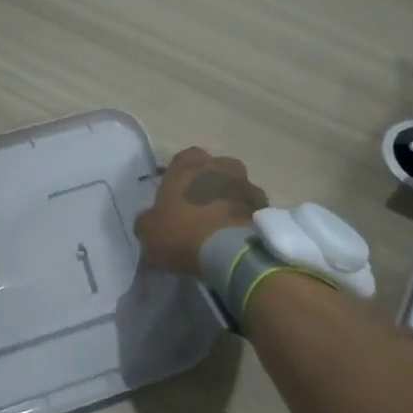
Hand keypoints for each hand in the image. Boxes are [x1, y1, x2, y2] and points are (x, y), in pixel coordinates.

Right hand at [134, 148, 267, 275]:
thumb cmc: (182, 233)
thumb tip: (151, 219)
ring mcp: (246, 185)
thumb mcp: (148, 230)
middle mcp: (220, 166)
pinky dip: (244, 217)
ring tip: (220, 225)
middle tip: (198, 208)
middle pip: (214, 169)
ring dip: (228, 200)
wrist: (230, 254)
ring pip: (235, 187)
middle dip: (208, 184)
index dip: (180, 175)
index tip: (175, 195)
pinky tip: (234, 235)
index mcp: (188, 166)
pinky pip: (251, 208)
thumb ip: (148, 219)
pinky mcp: (265, 207)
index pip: (184, 158)